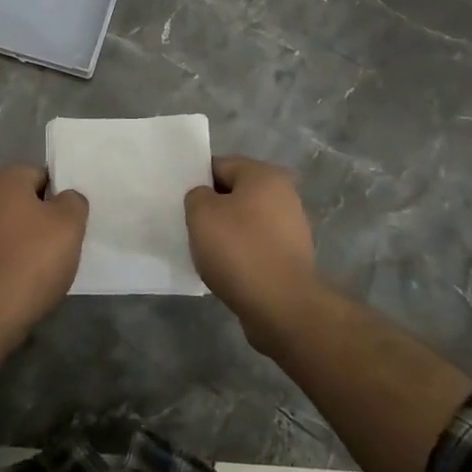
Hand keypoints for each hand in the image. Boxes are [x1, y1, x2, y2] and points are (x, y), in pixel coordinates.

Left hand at [0, 165, 88, 324]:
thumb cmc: (33, 257)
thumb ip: (73, 201)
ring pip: (7, 224)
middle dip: (39, 217)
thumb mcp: (70, 224)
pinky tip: (19, 276)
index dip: (58, 198)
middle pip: (21, 200)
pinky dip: (6, 256)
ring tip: (40, 264)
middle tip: (59, 244)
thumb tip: (66, 198)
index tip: (69, 223)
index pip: (41, 176)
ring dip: (22, 237)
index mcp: (4, 178)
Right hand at [185, 156, 322, 347]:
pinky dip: (240, 255)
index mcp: (264, 175)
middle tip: (190, 227)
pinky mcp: (291, 257)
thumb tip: (206, 199)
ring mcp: (291, 228)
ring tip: (205, 252)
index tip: (181, 202)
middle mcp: (284, 195)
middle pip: (234, 194)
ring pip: (245, 222)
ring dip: (225, 234)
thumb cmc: (239, 249)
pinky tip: (225, 270)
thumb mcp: (201, 213)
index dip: (196, 181)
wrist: (281, 306)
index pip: (220, 165)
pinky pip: (256, 247)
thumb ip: (196, 195)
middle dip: (212, 209)